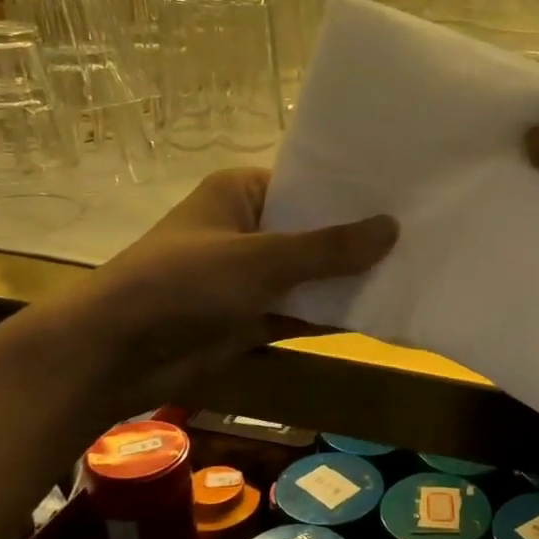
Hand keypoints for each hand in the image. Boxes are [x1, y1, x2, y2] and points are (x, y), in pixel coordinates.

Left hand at [62, 168, 396, 398]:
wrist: (116, 354)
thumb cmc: (184, 283)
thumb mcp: (260, 259)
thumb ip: (327, 248)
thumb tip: (392, 228)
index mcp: (241, 193)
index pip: (307, 184)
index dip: (352, 191)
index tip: (404, 193)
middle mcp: (249, 229)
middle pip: (315, 230)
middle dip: (359, 238)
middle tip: (423, 232)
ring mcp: (252, 277)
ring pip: (312, 275)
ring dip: (350, 278)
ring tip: (416, 268)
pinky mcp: (253, 318)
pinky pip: (303, 311)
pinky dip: (333, 313)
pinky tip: (382, 310)